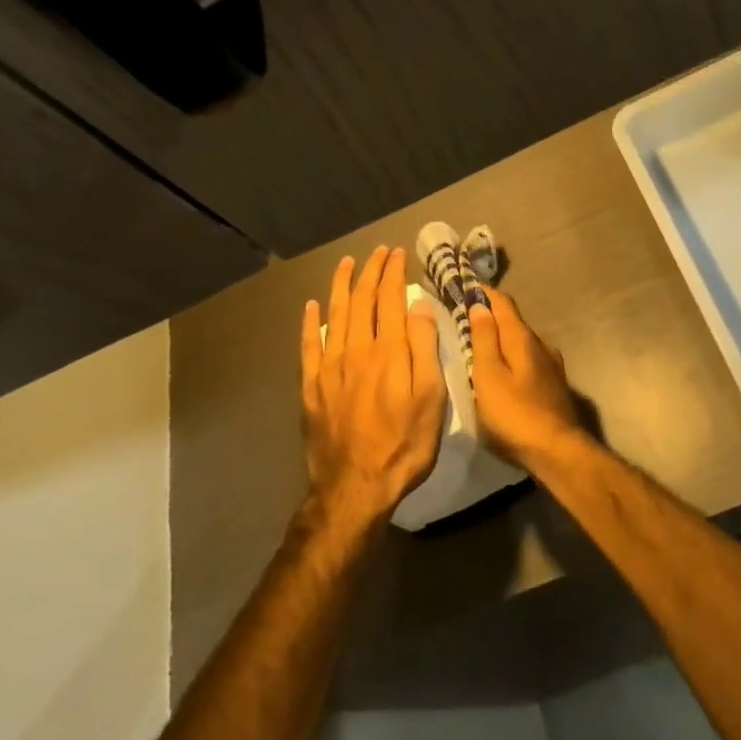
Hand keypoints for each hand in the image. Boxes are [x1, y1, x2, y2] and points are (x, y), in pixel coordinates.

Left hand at [300, 246, 446, 527]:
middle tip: (378, 252)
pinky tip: (312, 307)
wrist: (355, 487)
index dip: (393, 273)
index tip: (398, 254)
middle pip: (362, 300)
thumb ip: (424, 348)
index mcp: (389, 351)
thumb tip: (419, 305)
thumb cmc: (404, 444)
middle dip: (370, 271)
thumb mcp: (431, 399)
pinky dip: (310, 322)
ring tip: (346, 263)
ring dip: (341, 285)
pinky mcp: (312, 386)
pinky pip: (309, 345)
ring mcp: (330, 366)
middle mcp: (356, 349)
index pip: (390, 299)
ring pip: (335, 314)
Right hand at [468, 287, 583, 464]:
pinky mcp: (553, 384)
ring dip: (501, 338)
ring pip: (521, 342)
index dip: (483, 292)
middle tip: (465, 317)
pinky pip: (527, 359)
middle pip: (513, 321)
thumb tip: (480, 304)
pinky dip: (511, 356)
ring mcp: (551, 365)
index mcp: (522, 338)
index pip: (503, 302)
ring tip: (479, 345)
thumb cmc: (514, 413)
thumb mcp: (488, 375)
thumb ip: (483, 339)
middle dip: (490, 316)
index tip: (465, 285)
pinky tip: (502, 371)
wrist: (557, 451)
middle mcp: (541, 344)